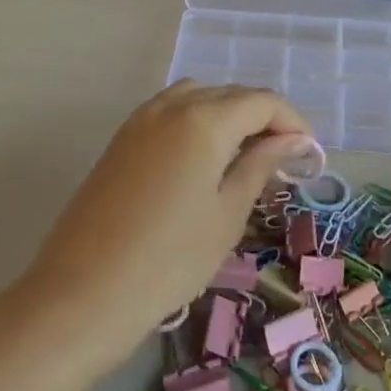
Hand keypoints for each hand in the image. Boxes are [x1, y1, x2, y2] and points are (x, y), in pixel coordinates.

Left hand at [25, 82, 313, 370]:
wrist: (82, 295)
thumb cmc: (169, 260)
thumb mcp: (227, 214)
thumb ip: (260, 166)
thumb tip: (292, 141)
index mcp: (205, 119)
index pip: (263, 101)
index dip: (292, 122)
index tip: (308, 154)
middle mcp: (172, 105)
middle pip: (231, 95)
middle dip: (263, 119)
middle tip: (281, 161)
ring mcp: (141, 119)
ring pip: (199, 97)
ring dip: (228, 116)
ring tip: (243, 158)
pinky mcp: (121, 139)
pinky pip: (171, 112)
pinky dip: (197, 122)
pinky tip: (202, 161)